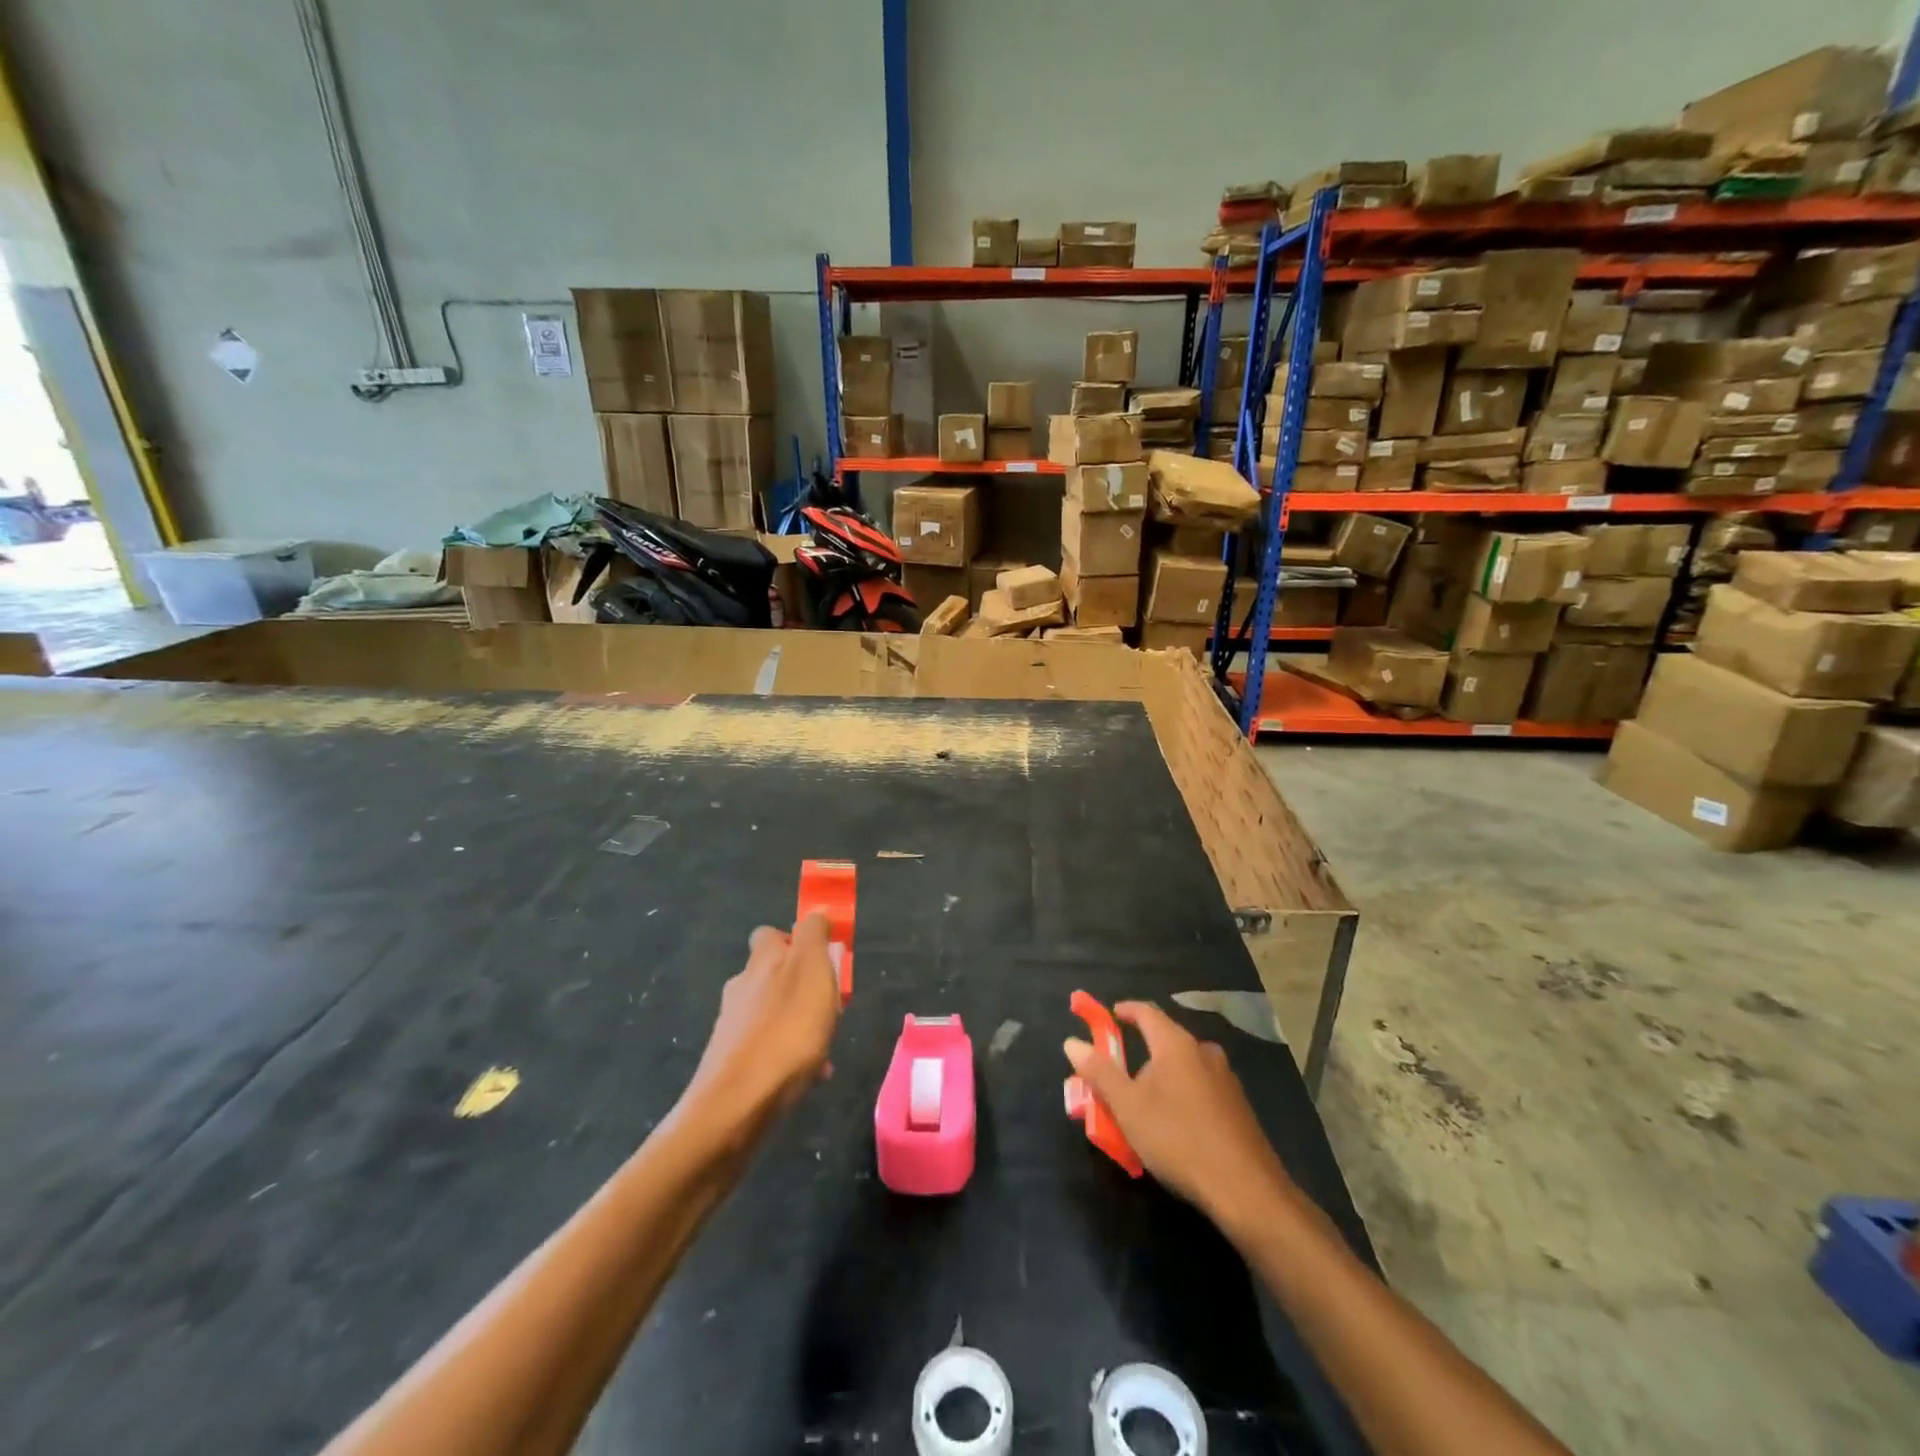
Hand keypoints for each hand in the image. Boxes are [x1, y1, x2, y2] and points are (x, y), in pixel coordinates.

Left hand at [684, 912, 841, 1128]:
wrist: (738, 1105)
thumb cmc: (787, 1031)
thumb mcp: (812, 971)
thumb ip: (814, 936)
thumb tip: (813, 914)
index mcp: (762, 961)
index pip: (771, 934)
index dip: (795, 941)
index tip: (821, 960)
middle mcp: (742, 986)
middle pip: (772, 975)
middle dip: (800, 987)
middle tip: (829, 1008)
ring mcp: (732, 1025)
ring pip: (772, 1013)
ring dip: (798, 1023)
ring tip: (824, 1048)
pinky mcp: (730, 1062)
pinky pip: (768, 1048)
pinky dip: (788, 1055)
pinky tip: (809, 1076)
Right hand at [1064, 1001, 1292, 1225]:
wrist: (1247, 1190)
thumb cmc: (1179, 1139)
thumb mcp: (1128, 1108)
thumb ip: (1099, 1072)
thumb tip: (1072, 1042)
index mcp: (1176, 1044)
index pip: (1146, 1012)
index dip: (1124, 1011)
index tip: (1108, 1017)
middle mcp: (1204, 1052)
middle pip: (1164, 1042)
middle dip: (1139, 1056)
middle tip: (1118, 1081)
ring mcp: (1226, 1080)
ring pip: (1184, 1068)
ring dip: (1161, 1080)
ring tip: (1144, 1110)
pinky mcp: (1238, 1107)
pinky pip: (1200, 1089)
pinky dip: (1181, 1097)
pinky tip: (1175, 1129)